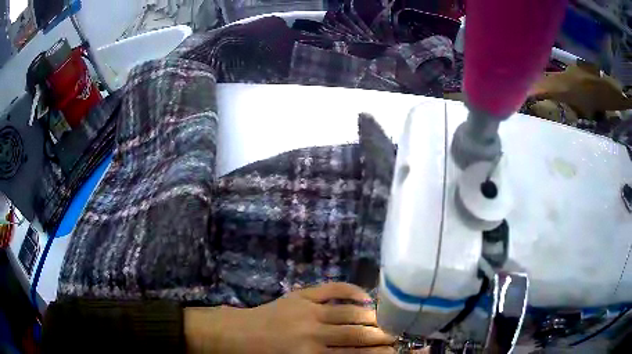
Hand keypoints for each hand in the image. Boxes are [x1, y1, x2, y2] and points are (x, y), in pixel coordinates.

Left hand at [185, 282, 395, 353]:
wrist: (235, 334)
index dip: (379, 352)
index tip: (396, 350)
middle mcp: (314, 333)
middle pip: (358, 334)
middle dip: (382, 335)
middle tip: (397, 334)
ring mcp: (308, 310)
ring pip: (350, 312)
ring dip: (372, 316)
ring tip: (387, 319)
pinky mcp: (301, 296)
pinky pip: (332, 288)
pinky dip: (351, 291)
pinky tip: (365, 297)